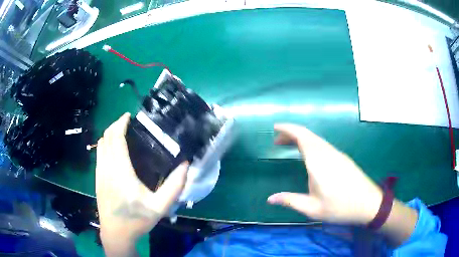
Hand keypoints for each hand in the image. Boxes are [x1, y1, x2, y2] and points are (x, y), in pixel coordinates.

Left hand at [96, 113, 188, 254]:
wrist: (116, 233)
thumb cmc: (137, 220)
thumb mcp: (160, 207)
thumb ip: (174, 186)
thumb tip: (185, 165)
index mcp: (121, 172)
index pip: (116, 139)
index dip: (120, 124)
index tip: (129, 116)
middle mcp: (107, 168)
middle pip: (106, 138)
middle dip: (115, 125)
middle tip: (128, 123)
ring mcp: (99, 173)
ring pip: (100, 145)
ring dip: (109, 134)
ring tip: (121, 132)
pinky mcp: (97, 179)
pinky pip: (98, 154)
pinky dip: (105, 145)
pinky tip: (114, 149)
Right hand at [267, 124, 382, 224]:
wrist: (368, 203)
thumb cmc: (340, 207)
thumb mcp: (313, 209)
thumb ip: (290, 201)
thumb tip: (270, 199)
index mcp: (318, 162)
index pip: (302, 136)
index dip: (288, 129)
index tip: (275, 127)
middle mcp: (327, 153)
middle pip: (308, 135)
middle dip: (291, 133)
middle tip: (277, 141)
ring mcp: (337, 154)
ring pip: (316, 139)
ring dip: (301, 139)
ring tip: (289, 147)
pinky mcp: (342, 158)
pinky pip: (323, 144)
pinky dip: (310, 144)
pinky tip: (308, 155)